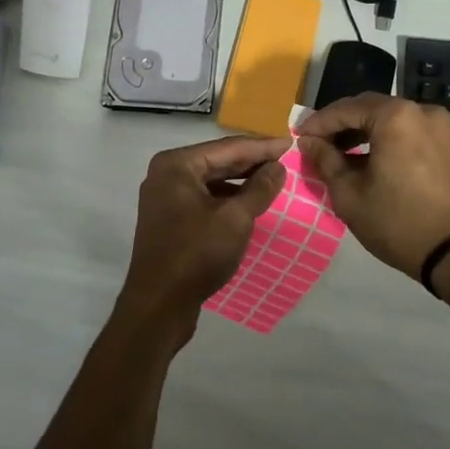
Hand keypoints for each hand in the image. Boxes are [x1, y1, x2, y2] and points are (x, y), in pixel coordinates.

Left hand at [116, 135, 289, 347]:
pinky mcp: (169, 219)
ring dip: (241, 181)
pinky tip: (250, 204)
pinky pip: (204, 198)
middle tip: (286, 159)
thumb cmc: (196, 255)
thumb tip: (278, 166)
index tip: (291, 143)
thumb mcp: (235, 219)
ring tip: (274, 180)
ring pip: (211, 180)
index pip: (228, 147)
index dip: (262, 146)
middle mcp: (167, 173)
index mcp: (177, 164)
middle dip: (252, 161)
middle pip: (217, 161)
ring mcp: (165, 196)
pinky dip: (227, 198)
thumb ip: (258, 189)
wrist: (158, 306)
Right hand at [296, 94, 449, 277]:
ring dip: (360, 131)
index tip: (298, 137)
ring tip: (336, 153)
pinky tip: (365, 158)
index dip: (318, 123)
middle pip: (368, 108)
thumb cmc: (396, 222)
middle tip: (315, 144)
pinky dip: (382, 138)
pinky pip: (405, 130)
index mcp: (395, 116)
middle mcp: (419, 110)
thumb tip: (308, 142)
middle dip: (339, 124)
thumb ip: (325, 160)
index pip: (345, 109)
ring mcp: (438, 125)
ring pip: (387, 118)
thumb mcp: (349, 193)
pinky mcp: (446, 142)